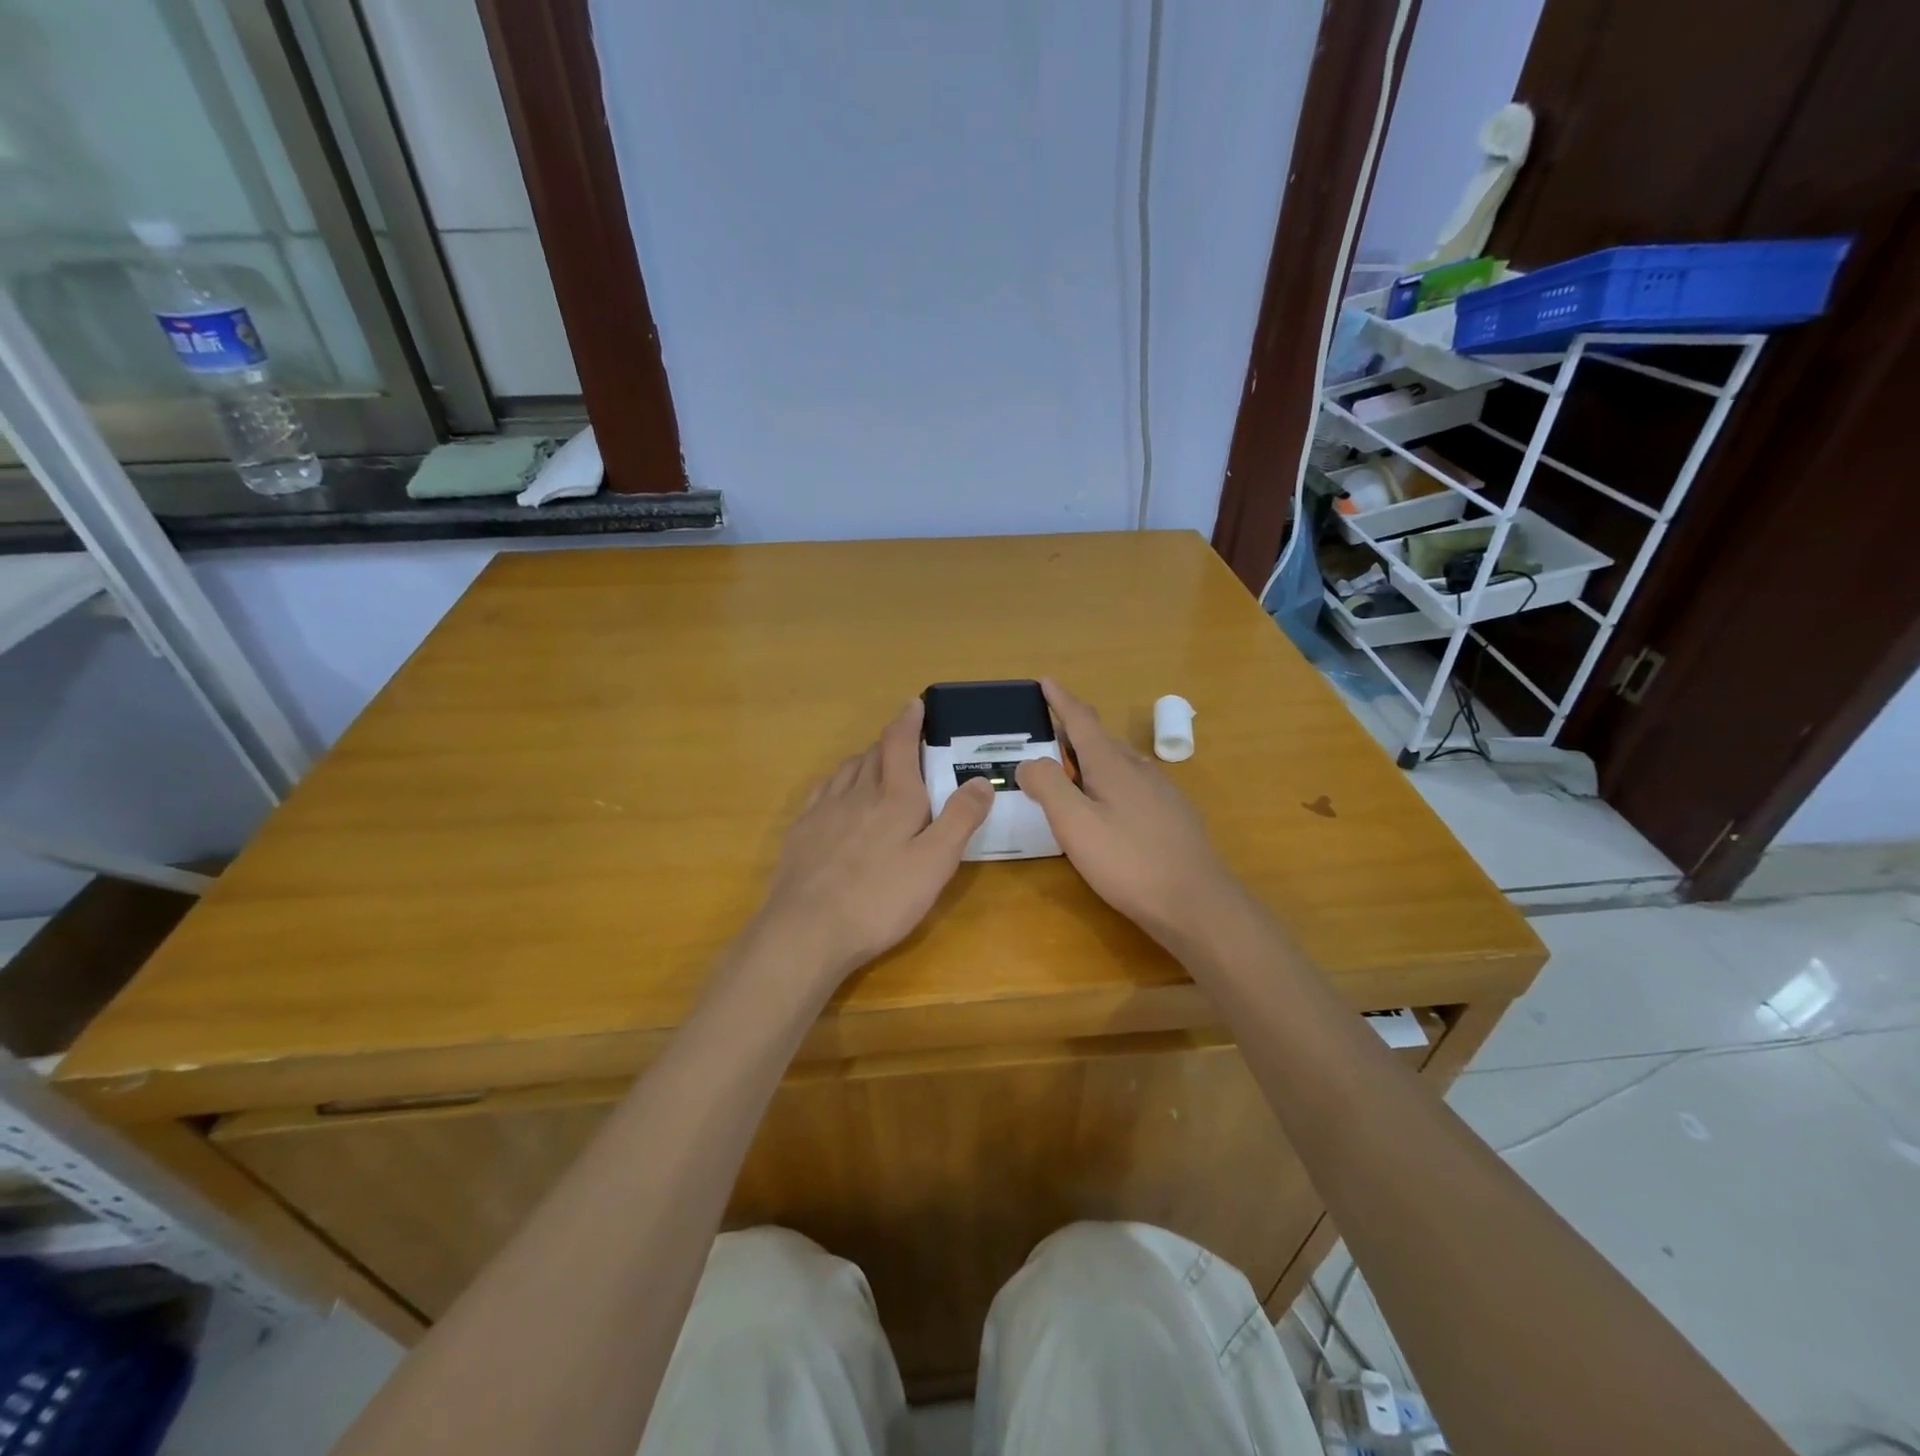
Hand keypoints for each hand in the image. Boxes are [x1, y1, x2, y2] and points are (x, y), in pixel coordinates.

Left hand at [750, 700, 993, 986]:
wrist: (806, 930)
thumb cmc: (880, 899)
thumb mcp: (935, 863)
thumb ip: (960, 818)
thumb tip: (980, 779)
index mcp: (895, 797)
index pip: (900, 743)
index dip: (909, 721)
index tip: (915, 704)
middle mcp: (858, 793)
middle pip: (874, 753)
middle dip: (892, 741)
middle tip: (907, 742)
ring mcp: (824, 810)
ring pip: (847, 769)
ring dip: (866, 759)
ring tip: (877, 766)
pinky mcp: (802, 831)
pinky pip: (823, 790)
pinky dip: (838, 782)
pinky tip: (839, 796)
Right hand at [1016, 679, 1242, 947]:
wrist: (1196, 904)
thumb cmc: (1128, 862)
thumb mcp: (1075, 824)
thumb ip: (1048, 786)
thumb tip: (1029, 761)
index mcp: (1112, 765)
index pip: (1082, 720)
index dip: (1061, 700)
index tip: (1046, 680)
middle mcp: (1140, 769)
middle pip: (1102, 740)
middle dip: (1074, 732)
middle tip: (1048, 735)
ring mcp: (1162, 792)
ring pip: (1121, 763)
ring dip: (1093, 758)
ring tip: (1073, 769)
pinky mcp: (1174, 816)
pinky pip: (1135, 785)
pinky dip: (1112, 782)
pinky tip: (1111, 806)